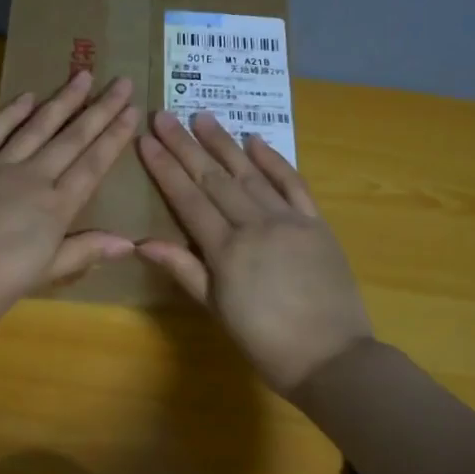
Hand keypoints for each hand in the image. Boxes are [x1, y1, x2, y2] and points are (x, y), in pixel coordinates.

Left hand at [0, 70, 139, 329]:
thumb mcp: (42, 275)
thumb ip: (83, 252)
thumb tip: (128, 242)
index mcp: (55, 208)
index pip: (92, 165)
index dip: (114, 138)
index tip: (133, 111)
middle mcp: (33, 179)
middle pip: (72, 138)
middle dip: (99, 110)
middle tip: (121, 82)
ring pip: (37, 127)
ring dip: (62, 101)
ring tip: (82, 75)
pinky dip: (11, 113)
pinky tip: (27, 97)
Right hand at [137, 110, 373, 394]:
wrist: (332, 358)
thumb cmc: (265, 342)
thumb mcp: (217, 310)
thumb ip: (183, 271)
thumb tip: (142, 243)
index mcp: (226, 250)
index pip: (188, 199)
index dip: (165, 168)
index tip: (146, 140)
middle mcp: (255, 225)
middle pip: (214, 178)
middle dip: (186, 146)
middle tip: (164, 115)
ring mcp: (289, 220)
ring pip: (249, 173)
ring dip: (224, 144)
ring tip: (202, 117)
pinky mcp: (316, 223)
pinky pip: (293, 184)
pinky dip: (274, 161)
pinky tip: (255, 141)